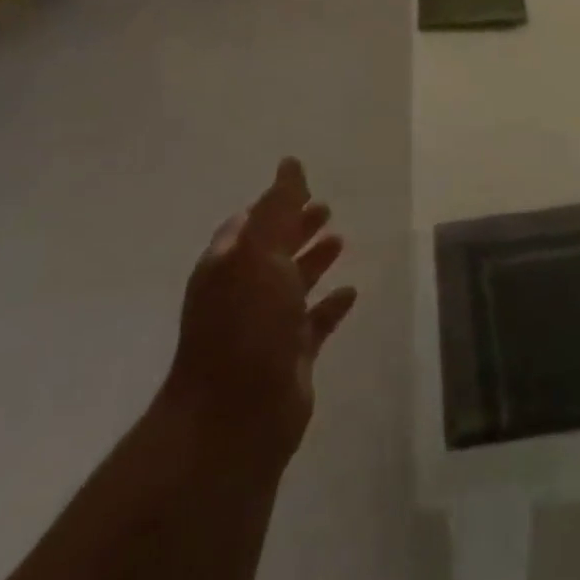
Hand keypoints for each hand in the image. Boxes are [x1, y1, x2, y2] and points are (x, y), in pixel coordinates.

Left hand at [162, 158, 357, 460]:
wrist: (235, 417)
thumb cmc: (245, 325)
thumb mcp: (259, 255)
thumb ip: (278, 208)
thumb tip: (289, 162)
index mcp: (228, 265)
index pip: (251, 224)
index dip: (275, 204)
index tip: (303, 187)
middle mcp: (244, 292)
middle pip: (273, 251)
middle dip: (297, 228)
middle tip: (326, 209)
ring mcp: (266, 326)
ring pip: (293, 284)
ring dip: (314, 261)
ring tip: (341, 240)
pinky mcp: (291, 356)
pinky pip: (315, 322)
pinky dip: (330, 305)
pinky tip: (351, 292)